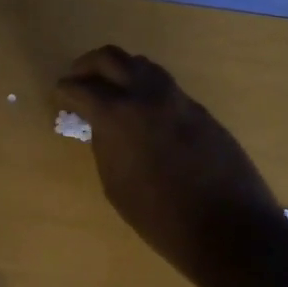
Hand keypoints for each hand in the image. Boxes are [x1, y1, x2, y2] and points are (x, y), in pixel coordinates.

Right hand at [58, 46, 285, 286]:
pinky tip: (142, 111)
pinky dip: (145, 89)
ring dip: (120, 71)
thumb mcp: (115, 184)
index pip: (82, 87)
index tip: (59, 95)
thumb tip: (103, 126)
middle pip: (111, 58)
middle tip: (77, 79)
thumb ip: (105, 145)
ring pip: (143, 65)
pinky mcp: (201, 110)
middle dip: (88, 65)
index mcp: (119, 115)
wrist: (228, 228)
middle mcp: (148, 95)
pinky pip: (165, 86)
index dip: (65, 90)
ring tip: (109, 91)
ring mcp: (178, 99)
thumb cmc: (160, 217)